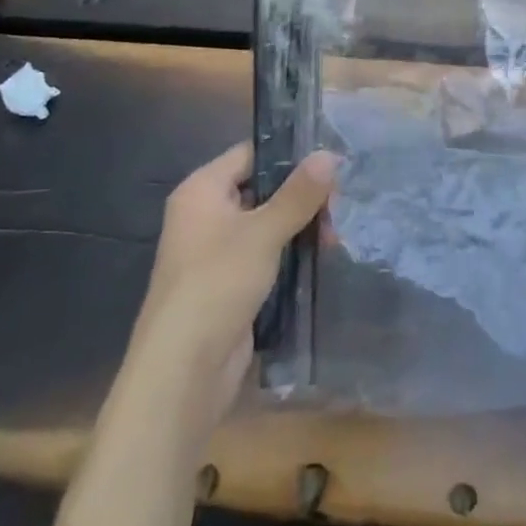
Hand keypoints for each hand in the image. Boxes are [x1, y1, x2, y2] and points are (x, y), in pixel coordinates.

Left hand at [133, 142, 336, 427]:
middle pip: (262, 189)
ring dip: (301, 227)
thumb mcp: (263, 232)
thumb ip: (298, 193)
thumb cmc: (217, 284)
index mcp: (202, 190)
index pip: (251, 154)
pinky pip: (267, 255)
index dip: (290, 153)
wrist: (183, 372)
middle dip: (302, 196)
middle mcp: (206, 215)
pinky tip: (324, 257)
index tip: (331, 158)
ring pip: (267, 224)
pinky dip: (291, 254)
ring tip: (338, 234)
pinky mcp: (230, 284)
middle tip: (342, 203)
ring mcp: (217, 252)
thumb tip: (329, 154)